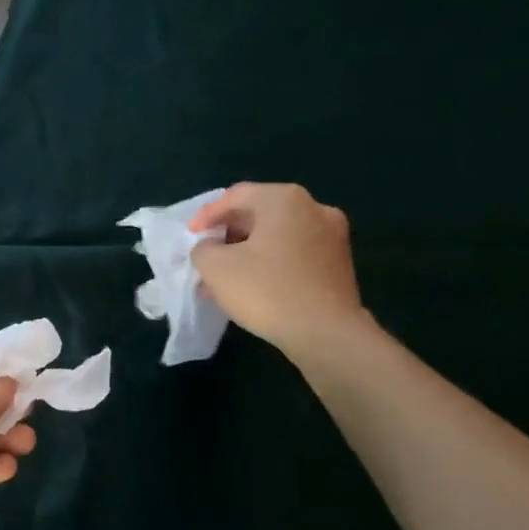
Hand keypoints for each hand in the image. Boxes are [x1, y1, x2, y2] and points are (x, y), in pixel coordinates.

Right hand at [189, 183, 369, 359]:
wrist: (325, 333)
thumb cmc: (266, 290)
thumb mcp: (215, 267)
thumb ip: (203, 248)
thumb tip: (211, 247)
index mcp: (284, 199)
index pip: (235, 196)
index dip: (206, 215)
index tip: (190, 236)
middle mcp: (314, 208)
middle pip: (258, 213)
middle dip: (227, 235)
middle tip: (206, 256)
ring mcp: (332, 235)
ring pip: (276, 236)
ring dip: (246, 252)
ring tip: (223, 278)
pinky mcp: (338, 263)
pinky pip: (294, 253)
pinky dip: (269, 263)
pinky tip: (252, 287)